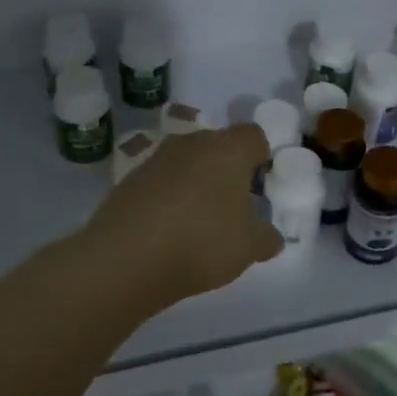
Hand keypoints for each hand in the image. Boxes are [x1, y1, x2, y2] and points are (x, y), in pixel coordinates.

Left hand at [83, 125, 282, 305]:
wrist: (125, 259)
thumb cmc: (202, 243)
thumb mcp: (248, 248)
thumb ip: (266, 238)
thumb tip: (271, 237)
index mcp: (228, 150)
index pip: (254, 136)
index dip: (261, 158)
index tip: (259, 188)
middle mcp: (192, 143)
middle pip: (218, 145)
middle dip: (227, 170)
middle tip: (231, 206)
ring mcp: (156, 158)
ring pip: (187, 161)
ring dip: (195, 182)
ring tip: (197, 220)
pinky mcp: (128, 179)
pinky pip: (159, 180)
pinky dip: (167, 197)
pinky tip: (167, 229)